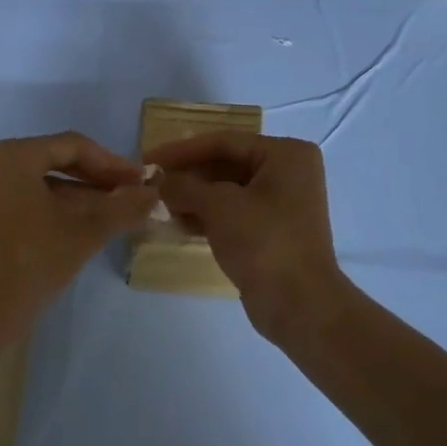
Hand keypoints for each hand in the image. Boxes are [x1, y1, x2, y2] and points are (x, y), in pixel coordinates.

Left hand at [0, 132, 157, 344]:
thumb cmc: (31, 262)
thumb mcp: (84, 233)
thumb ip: (123, 207)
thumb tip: (153, 192)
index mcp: (15, 156)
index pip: (74, 146)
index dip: (113, 164)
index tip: (141, 183)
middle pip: (56, 162)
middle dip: (96, 180)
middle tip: (130, 198)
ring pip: (41, 184)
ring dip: (79, 197)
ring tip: (113, 216)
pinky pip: (25, 200)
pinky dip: (55, 209)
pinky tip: (81, 229)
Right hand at [146, 132, 345, 342]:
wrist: (298, 303)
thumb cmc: (263, 241)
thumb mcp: (218, 206)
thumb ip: (184, 187)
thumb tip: (158, 182)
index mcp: (285, 154)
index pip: (224, 142)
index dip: (182, 150)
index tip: (148, 159)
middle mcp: (287, 173)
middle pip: (225, 165)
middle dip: (187, 176)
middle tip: (151, 184)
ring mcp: (280, 204)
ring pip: (226, 191)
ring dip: (192, 198)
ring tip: (159, 206)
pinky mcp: (270, 231)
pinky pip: (231, 213)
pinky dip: (206, 216)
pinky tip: (178, 224)